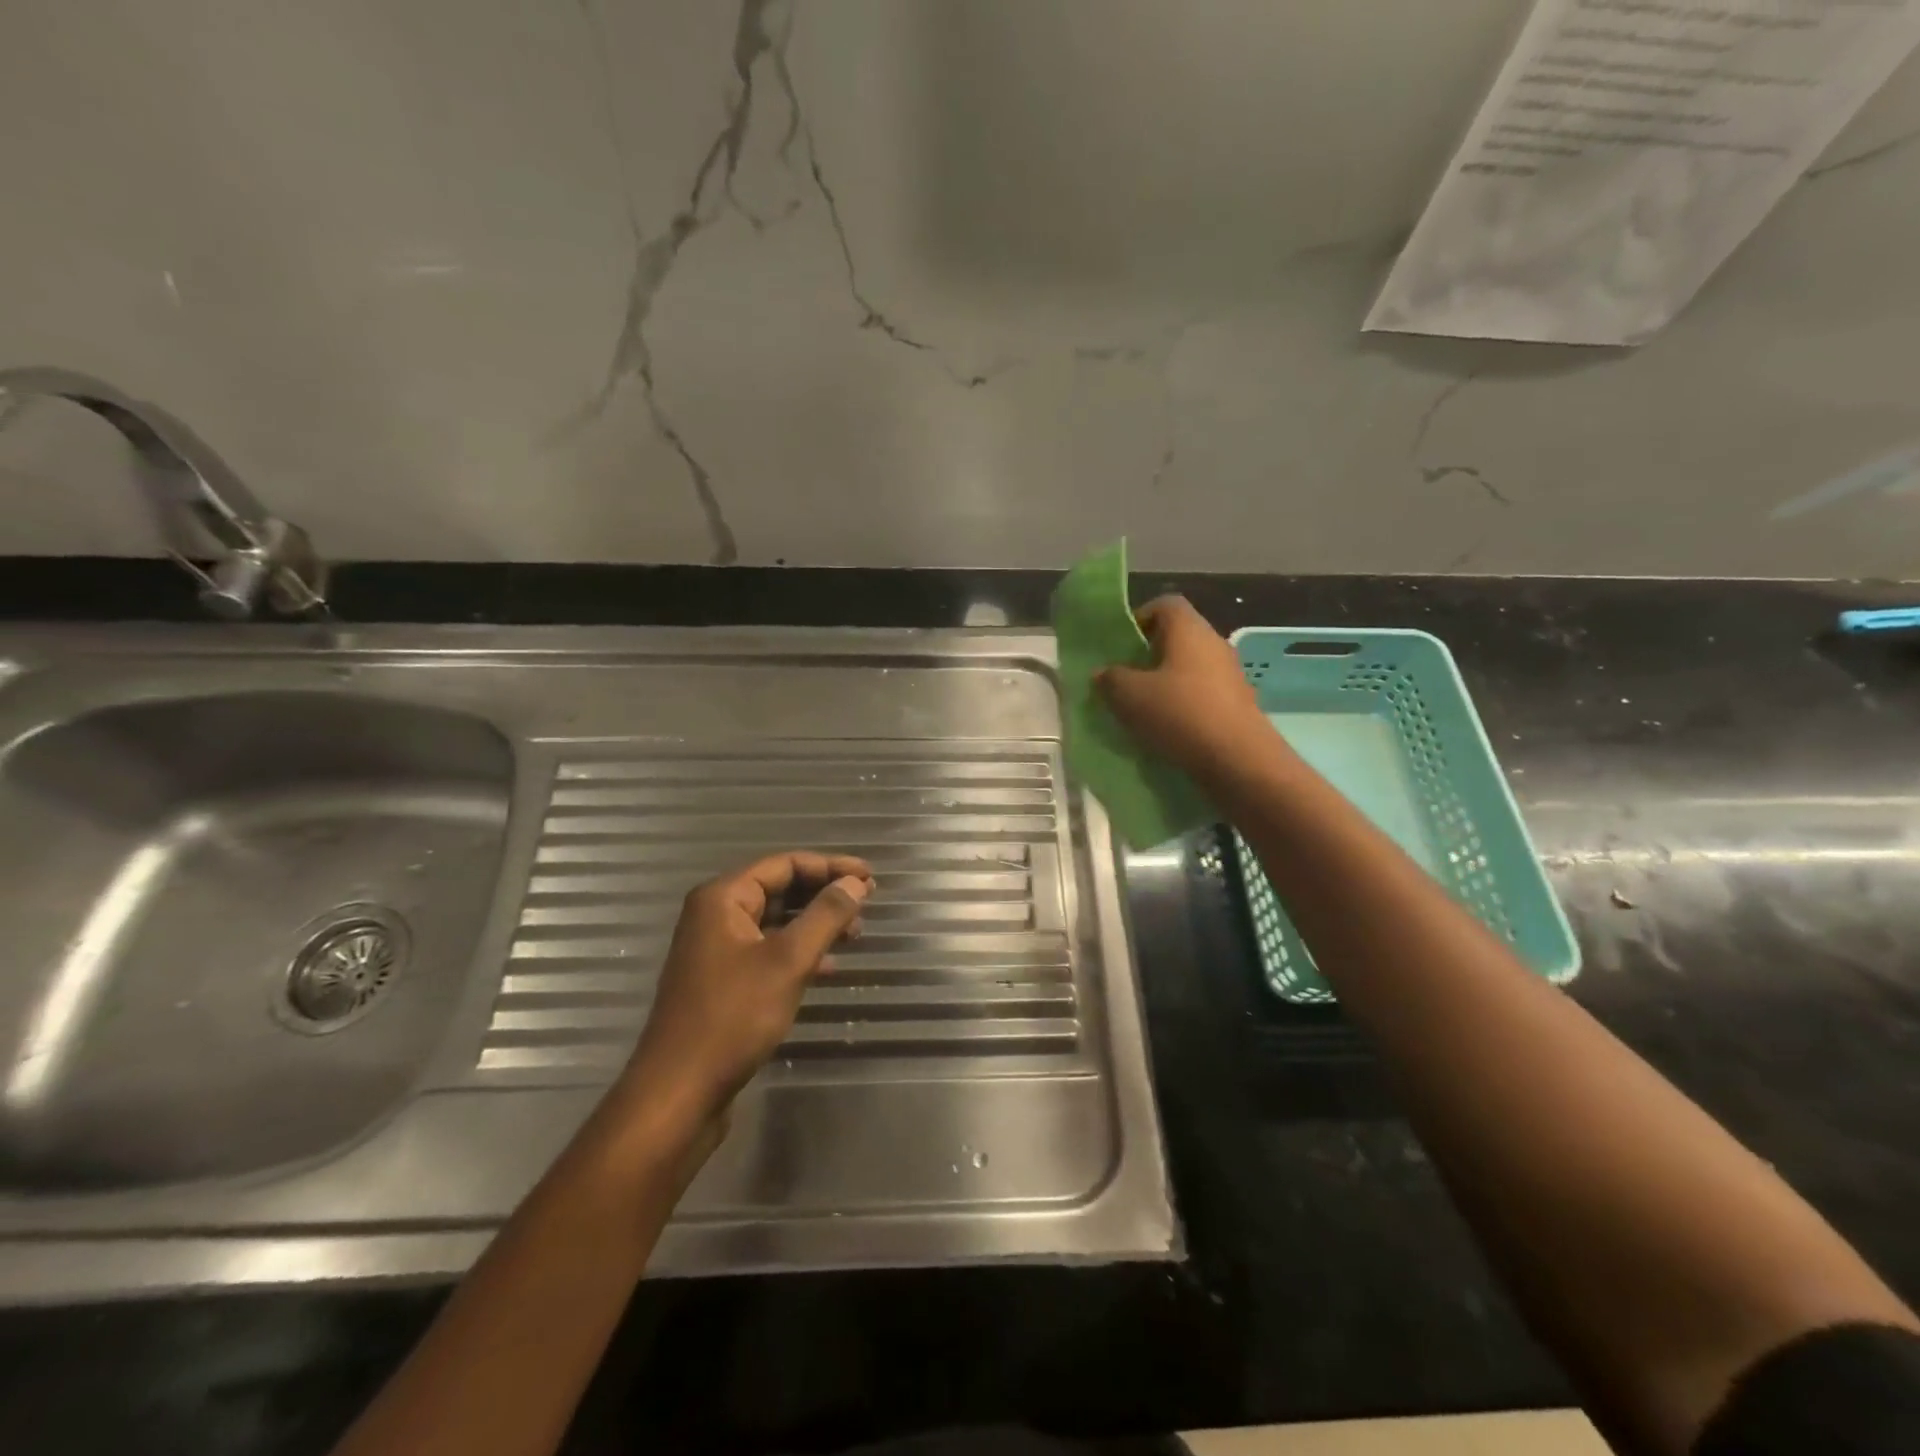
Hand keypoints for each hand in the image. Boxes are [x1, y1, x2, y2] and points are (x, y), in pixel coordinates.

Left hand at [620, 852, 872, 1129]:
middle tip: (866, 904)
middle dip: (824, 894)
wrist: (678, 1093)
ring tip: (855, 934)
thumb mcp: (788, 961)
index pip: (785, 864)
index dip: (830, 866)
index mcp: (722, 898)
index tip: (869, 876)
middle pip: (779, 889)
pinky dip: (799, 951)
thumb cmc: (733, 1017)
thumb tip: (855, 883)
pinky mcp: (722, 981)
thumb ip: (825, 916)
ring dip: (815, 923)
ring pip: (775, 922)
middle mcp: (715, 915)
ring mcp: (716, 950)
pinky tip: (828, 967)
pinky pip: (767, 950)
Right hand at [1098, 596, 1267, 776]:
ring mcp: (1230, 674)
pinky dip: (1183, 704)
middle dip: (1148, 655)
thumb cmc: (1179, 714)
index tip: (1120, 646)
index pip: (1164, 604)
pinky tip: (1167, 728)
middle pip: (1177, 637)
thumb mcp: (1129, 696)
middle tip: (1124, 679)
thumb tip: (1103, 672)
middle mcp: (1214, 643)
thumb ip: (1110, 679)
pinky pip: (1202, 693)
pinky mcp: (1237, 703)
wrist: (1238, 759)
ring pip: (1190, 667)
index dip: (1139, 618)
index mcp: (1189, 629)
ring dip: (1165, 682)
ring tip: (1142, 707)